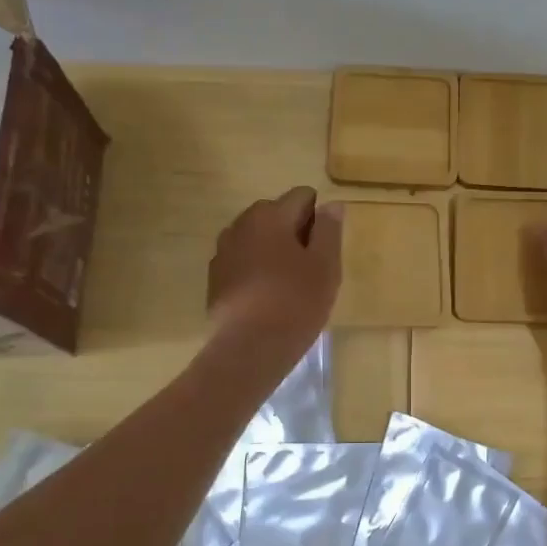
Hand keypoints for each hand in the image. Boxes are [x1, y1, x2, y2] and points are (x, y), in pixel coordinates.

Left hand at [207, 187, 342, 349]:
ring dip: (275, 250)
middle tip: (310, 268)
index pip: (302, 196)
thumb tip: (331, 205)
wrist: (249, 349)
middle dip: (295, 232)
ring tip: (289, 284)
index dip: (319, 219)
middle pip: (277, 214)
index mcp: (270, 215)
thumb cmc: (295, 302)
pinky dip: (257, 269)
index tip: (324, 250)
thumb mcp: (325, 265)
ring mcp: (223, 251)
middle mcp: (241, 224)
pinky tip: (267, 298)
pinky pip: (243, 261)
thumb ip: (329, 230)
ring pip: (258, 239)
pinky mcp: (215, 278)